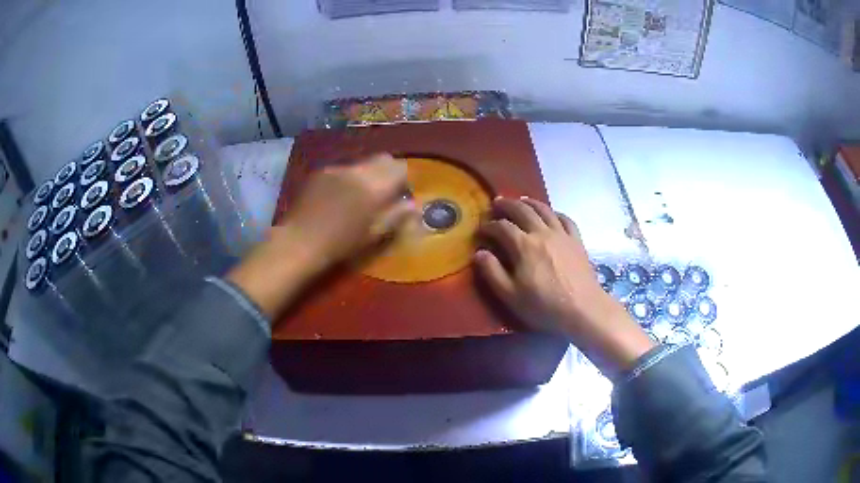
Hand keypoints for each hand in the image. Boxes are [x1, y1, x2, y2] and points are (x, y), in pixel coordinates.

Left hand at [274, 153, 413, 270]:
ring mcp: (337, 169)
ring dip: (367, 175)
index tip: (400, 196)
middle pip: (383, 159)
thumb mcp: (374, 234)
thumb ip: (396, 216)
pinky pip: (343, 169)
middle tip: (383, 193)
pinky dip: (348, 178)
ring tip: (358, 196)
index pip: (400, 168)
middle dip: (387, 172)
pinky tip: (338, 197)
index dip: (404, 180)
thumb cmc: (341, 244)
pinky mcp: (321, 172)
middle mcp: (358, 171)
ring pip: (362, 163)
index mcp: (374, 186)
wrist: (300, 241)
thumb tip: (414, 205)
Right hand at [475, 197, 653, 375]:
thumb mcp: (510, 295)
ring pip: (544, 209)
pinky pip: (565, 219)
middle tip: (497, 202)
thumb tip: (479, 253)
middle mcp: (542, 232)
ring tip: (521, 200)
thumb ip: (492, 272)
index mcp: (523, 245)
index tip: (482, 229)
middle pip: (522, 210)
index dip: (489, 226)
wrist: (582, 308)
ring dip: (530, 202)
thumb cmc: (543, 305)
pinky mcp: (576, 240)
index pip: (502, 227)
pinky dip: (555, 212)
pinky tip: (551, 214)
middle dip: (507, 205)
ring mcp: (562, 234)